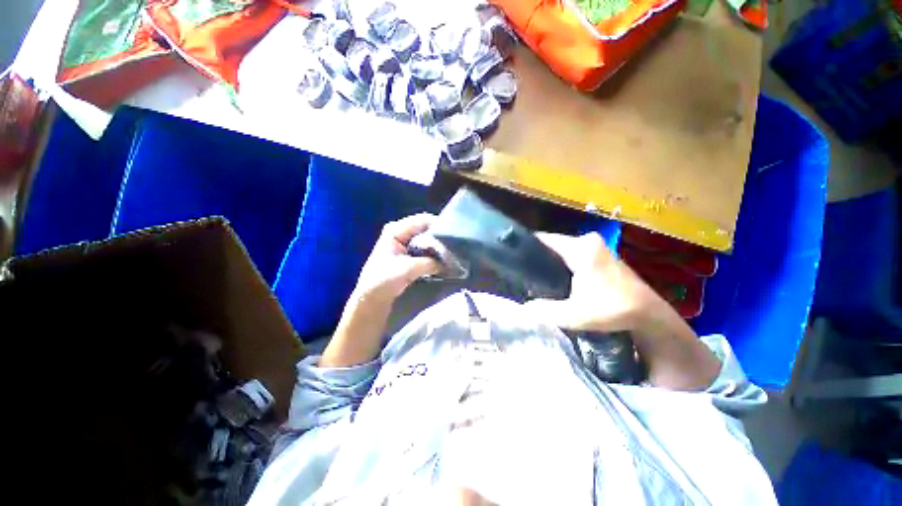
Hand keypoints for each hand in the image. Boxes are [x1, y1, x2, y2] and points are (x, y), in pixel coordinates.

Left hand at [321, 214, 440, 367]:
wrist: (371, 298)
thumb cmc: (383, 280)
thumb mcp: (407, 269)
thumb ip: (429, 263)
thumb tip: (449, 262)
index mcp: (396, 230)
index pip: (422, 220)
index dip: (439, 226)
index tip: (454, 236)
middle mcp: (401, 232)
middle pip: (426, 229)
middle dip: (440, 238)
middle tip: (455, 248)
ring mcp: (404, 243)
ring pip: (427, 240)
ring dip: (438, 248)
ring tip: (452, 254)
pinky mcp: (408, 253)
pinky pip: (425, 249)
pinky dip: (433, 254)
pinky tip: (443, 260)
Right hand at [526, 232, 720, 390]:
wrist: (651, 316)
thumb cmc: (613, 310)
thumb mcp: (574, 314)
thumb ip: (545, 310)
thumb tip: (524, 307)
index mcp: (581, 248)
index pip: (543, 239)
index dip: (526, 247)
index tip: (512, 258)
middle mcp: (588, 241)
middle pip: (552, 245)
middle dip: (537, 258)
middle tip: (522, 274)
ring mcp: (597, 247)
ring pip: (563, 251)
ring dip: (550, 263)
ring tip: (534, 277)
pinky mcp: (602, 255)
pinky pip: (573, 255)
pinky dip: (562, 265)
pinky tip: (555, 279)